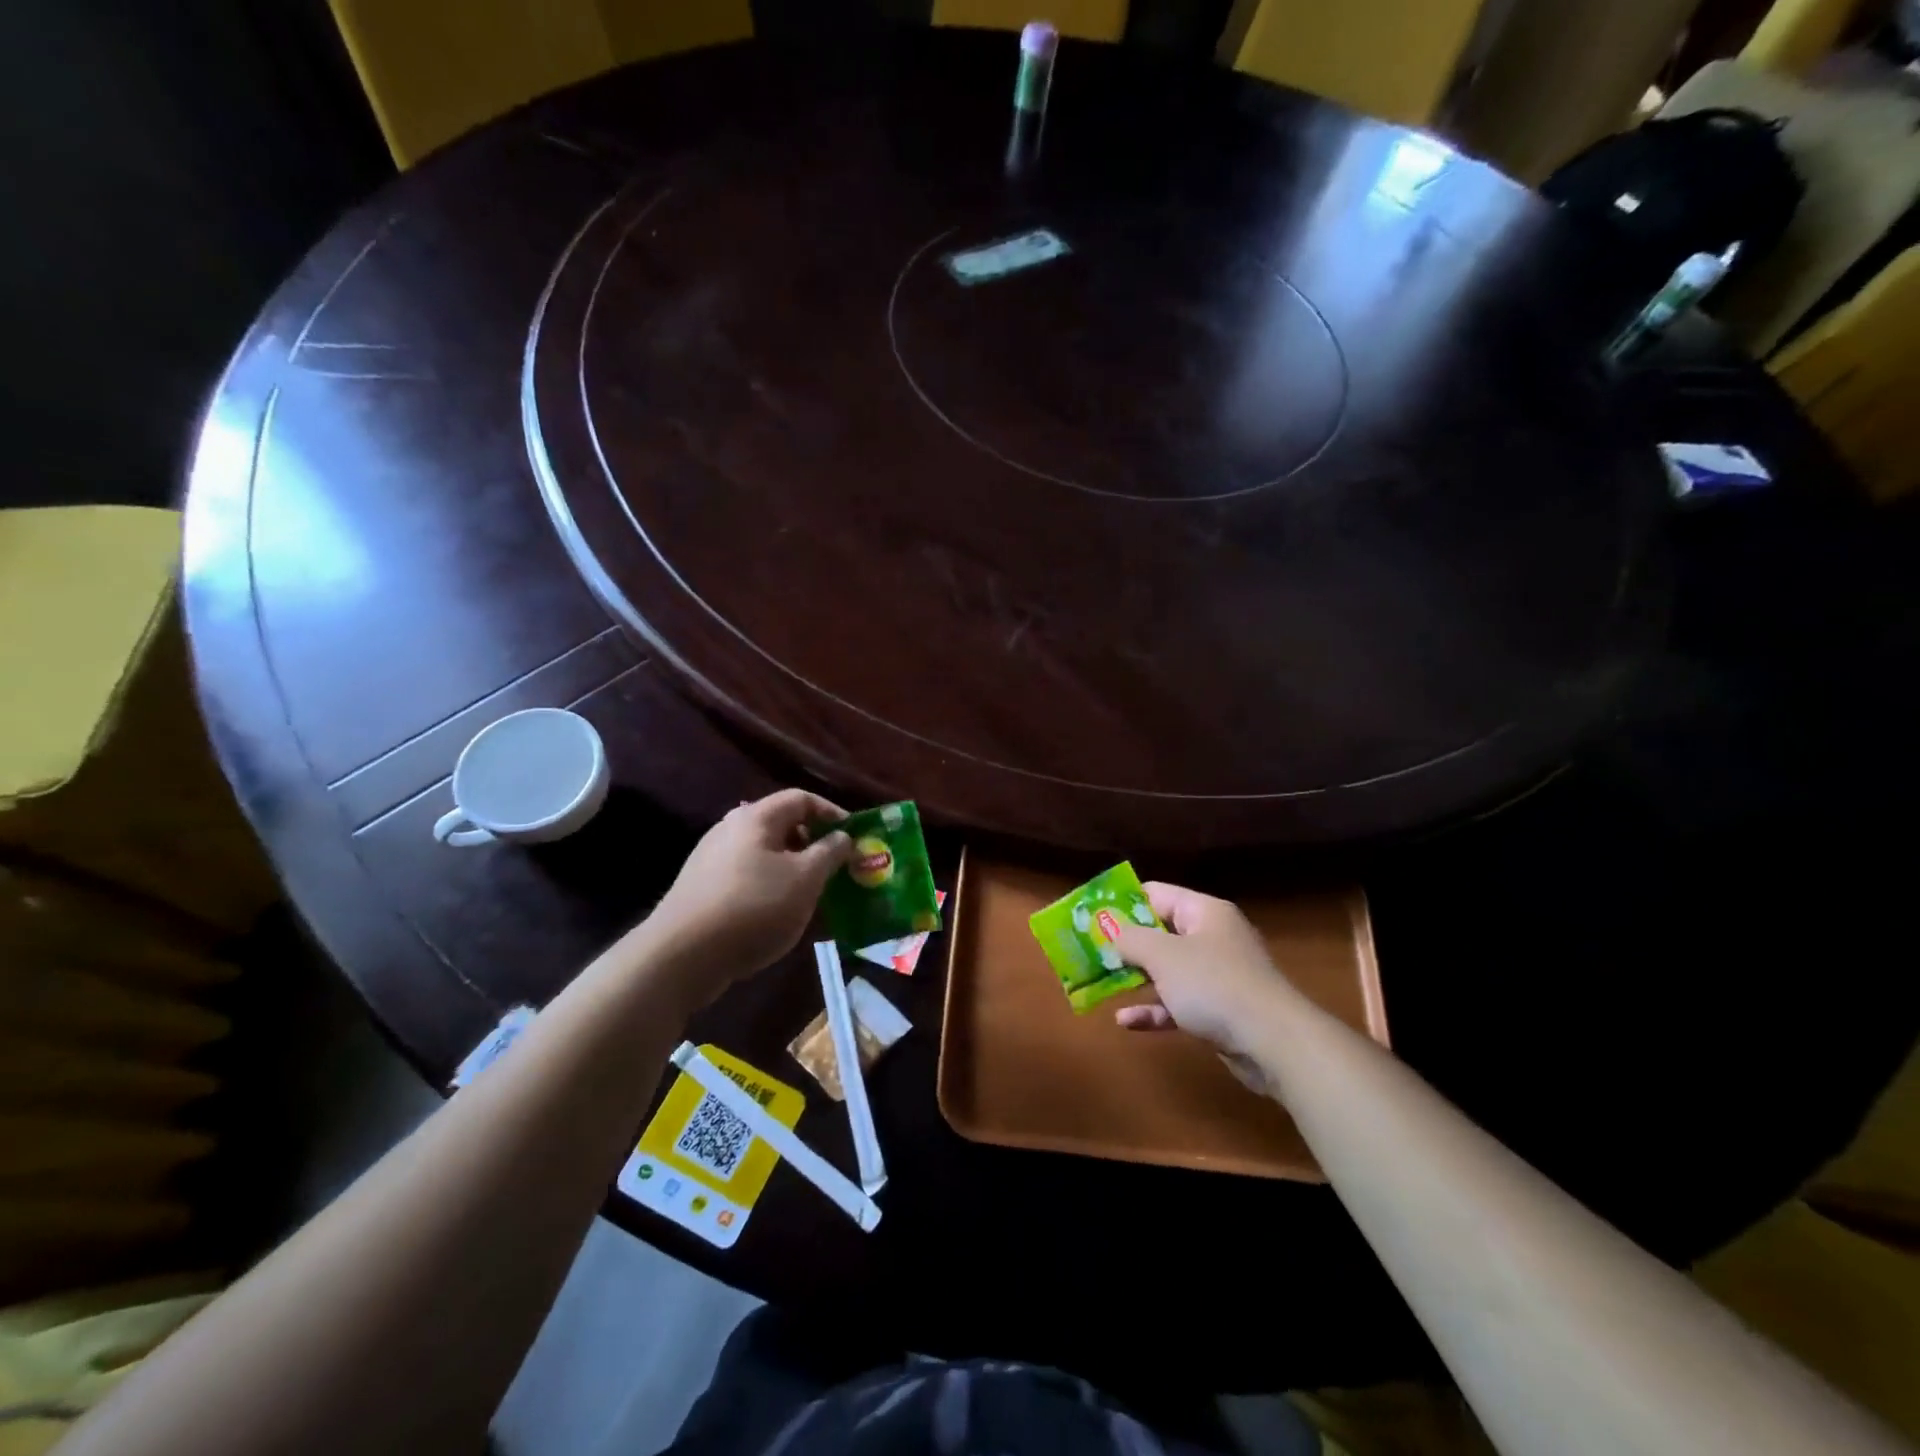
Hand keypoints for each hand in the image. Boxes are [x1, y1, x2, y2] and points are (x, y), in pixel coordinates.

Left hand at [642, 789, 851, 1003]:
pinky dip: (770, 884)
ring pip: (764, 852)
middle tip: (836, 867)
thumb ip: (830, 852)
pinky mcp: (702, 887)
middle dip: (813, 843)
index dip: (832, 813)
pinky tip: (778, 912)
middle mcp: (730, 828)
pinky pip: (747, 875)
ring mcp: (711, 858)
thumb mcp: (805, 879)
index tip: (854, 838)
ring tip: (812, 893)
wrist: (682, 956)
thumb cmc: (754, 907)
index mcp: (756, 817)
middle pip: (781, 824)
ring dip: (793, 867)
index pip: (802, 798)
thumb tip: (843, 836)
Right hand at [1108, 883, 1292, 1055]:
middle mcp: (1212, 937)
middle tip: (1090, 952)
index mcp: (1204, 912)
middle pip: (1160, 932)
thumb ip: (1131, 938)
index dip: (1122, 903)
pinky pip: (1178, 1003)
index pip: (1156, 894)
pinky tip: (1126, 1021)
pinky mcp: (1219, 1010)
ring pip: (1167, 970)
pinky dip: (1154, 1009)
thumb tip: (1110, 930)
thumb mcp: (1163, 956)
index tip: (1091, 917)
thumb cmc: (1214, 985)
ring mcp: (1217, 975)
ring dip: (1135, 978)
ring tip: (1100, 984)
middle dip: (1125, 944)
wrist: (1274, 1043)